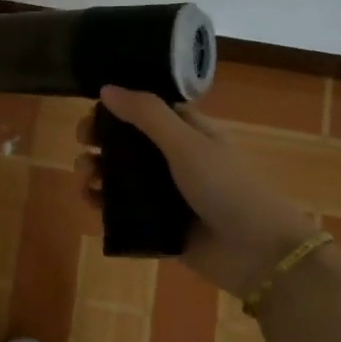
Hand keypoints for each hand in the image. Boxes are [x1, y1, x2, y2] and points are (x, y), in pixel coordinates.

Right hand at [77, 85, 316, 298]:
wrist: (257, 253)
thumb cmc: (226, 187)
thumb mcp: (186, 144)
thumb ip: (146, 115)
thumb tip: (106, 88)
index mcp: (187, 132)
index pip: (145, 109)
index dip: (117, 107)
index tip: (91, 111)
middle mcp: (174, 159)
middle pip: (126, 142)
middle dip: (100, 140)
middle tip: (83, 144)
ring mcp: (164, 193)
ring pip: (119, 175)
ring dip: (96, 171)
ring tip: (85, 178)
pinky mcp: (156, 223)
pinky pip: (121, 209)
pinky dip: (102, 203)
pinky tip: (90, 201)